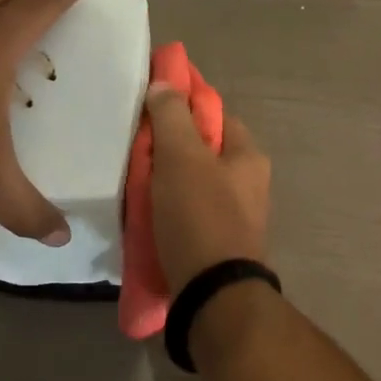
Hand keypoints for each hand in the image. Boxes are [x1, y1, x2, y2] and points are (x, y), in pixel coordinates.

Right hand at [144, 85, 271, 287]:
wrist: (212, 295)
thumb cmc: (200, 216)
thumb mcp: (182, 157)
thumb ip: (171, 117)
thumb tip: (163, 85)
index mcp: (248, 156)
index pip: (215, 114)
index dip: (183, 106)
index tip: (149, 108)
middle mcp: (248, 183)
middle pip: (202, 151)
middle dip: (168, 148)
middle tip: (134, 150)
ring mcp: (235, 216)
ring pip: (192, 184)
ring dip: (163, 182)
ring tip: (132, 184)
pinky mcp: (217, 244)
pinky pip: (187, 214)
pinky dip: (166, 211)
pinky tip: (143, 216)